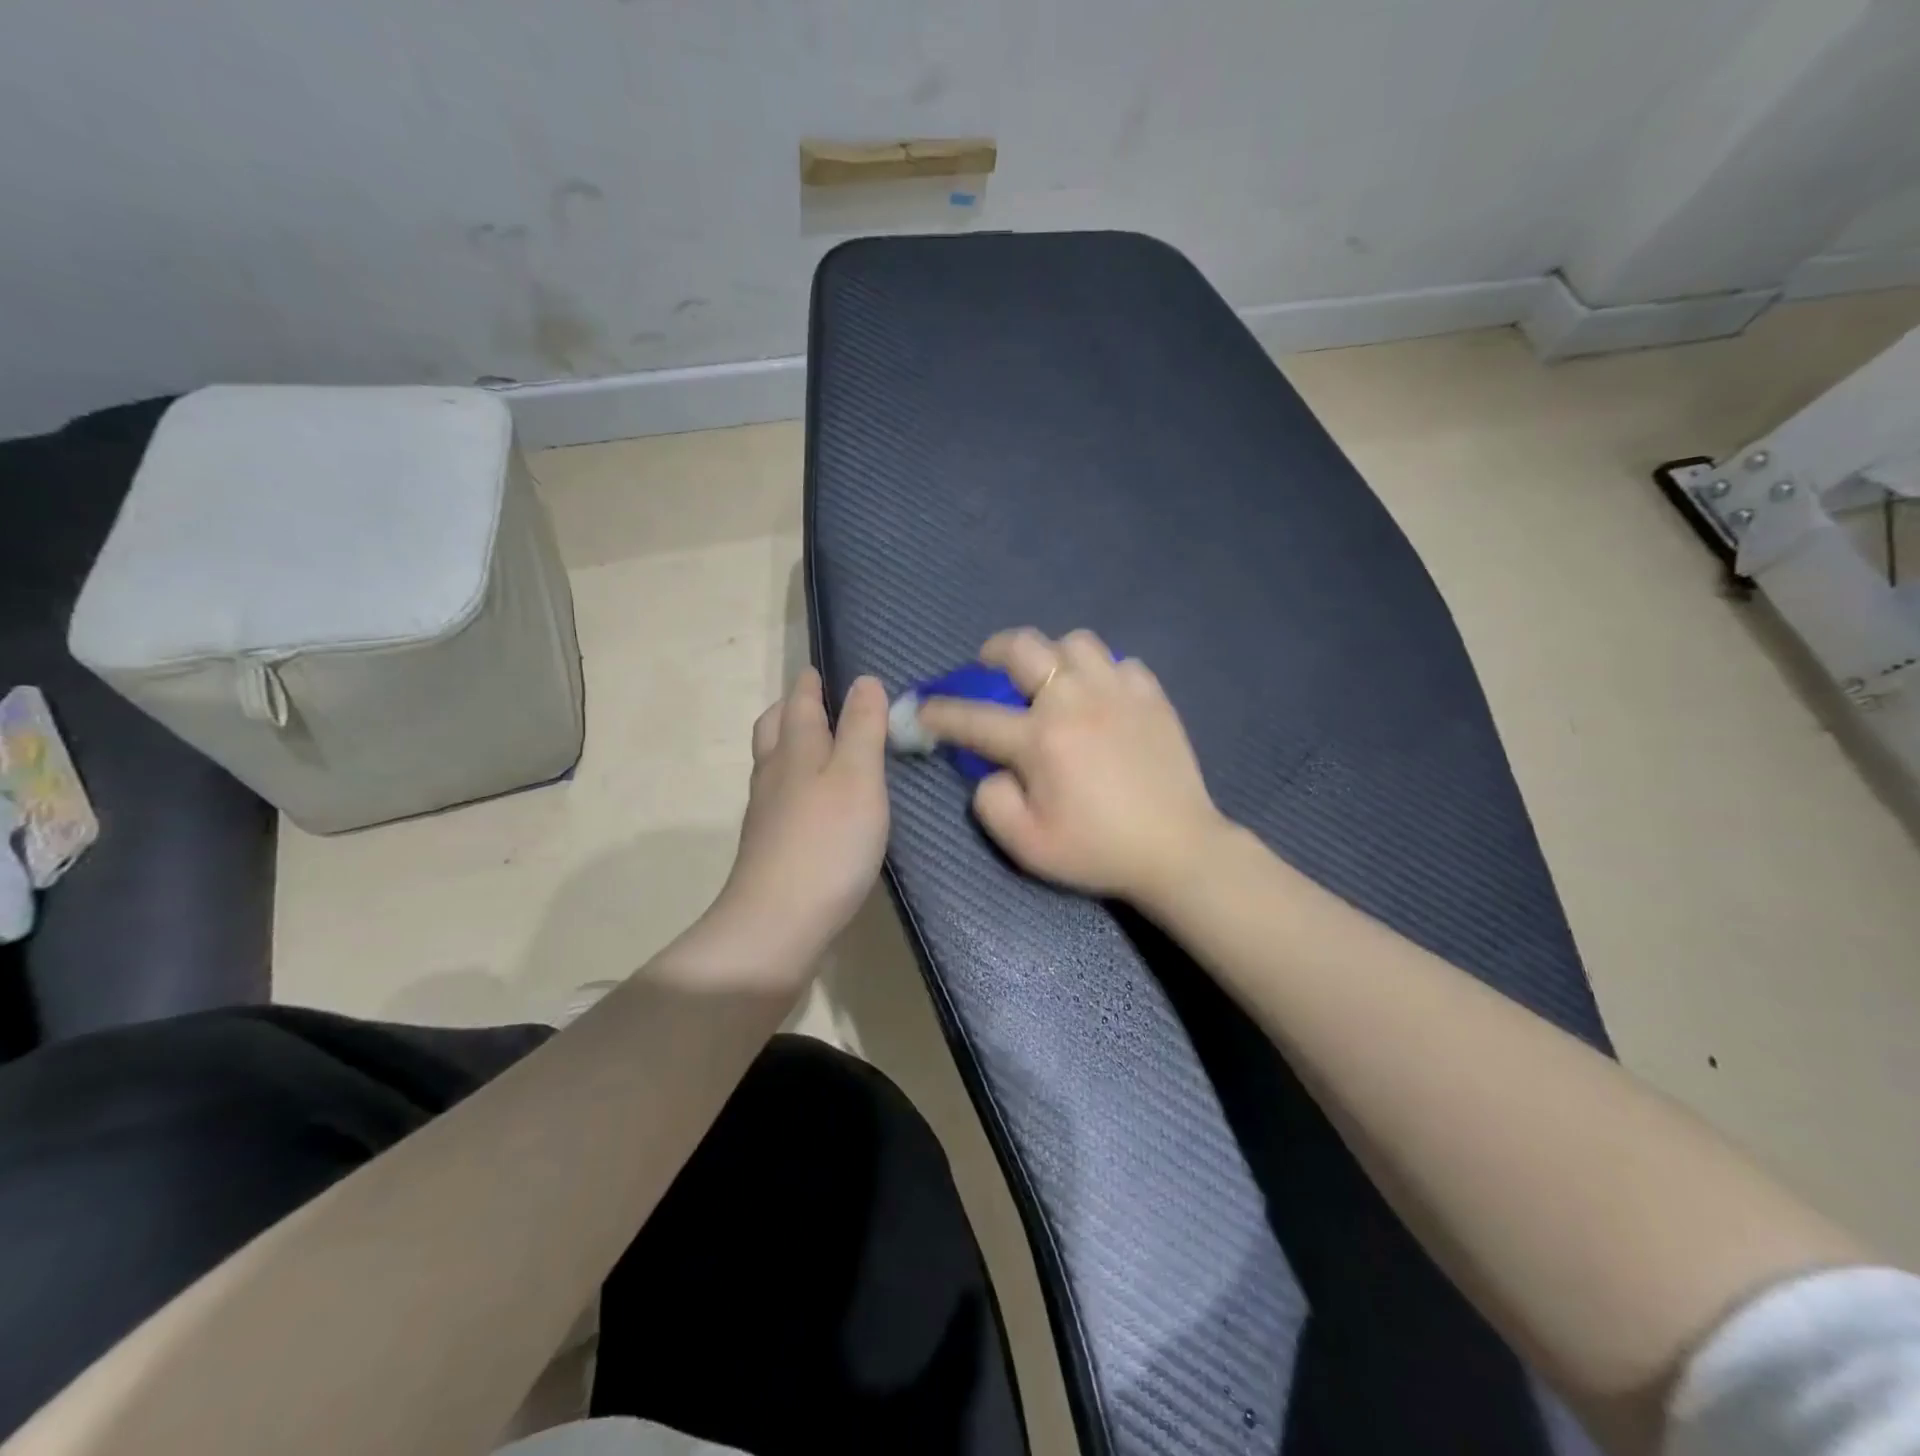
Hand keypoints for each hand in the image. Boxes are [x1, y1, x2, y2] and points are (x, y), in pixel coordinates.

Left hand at [711, 669, 890, 964]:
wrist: (778, 921)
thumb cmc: (828, 842)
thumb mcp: (858, 777)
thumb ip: (863, 728)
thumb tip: (865, 681)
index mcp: (797, 749)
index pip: (800, 702)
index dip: (811, 684)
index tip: (820, 670)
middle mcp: (775, 774)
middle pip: (775, 728)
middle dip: (792, 708)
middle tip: (814, 700)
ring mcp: (767, 812)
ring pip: (773, 762)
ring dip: (790, 742)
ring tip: (817, 744)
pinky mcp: (770, 844)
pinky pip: (780, 794)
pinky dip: (795, 780)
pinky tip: (815, 800)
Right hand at [916, 629, 1227, 903]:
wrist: (1177, 849)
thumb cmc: (1097, 850)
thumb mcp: (1027, 845)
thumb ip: (990, 802)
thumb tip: (990, 769)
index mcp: (1039, 739)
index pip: (972, 717)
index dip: (938, 712)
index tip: (921, 709)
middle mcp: (1074, 700)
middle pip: (1023, 647)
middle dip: (993, 651)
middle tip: (989, 667)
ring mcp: (1117, 691)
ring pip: (1075, 641)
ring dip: (1052, 654)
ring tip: (1051, 678)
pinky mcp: (1152, 695)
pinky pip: (1118, 662)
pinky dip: (1101, 672)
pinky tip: (1101, 697)